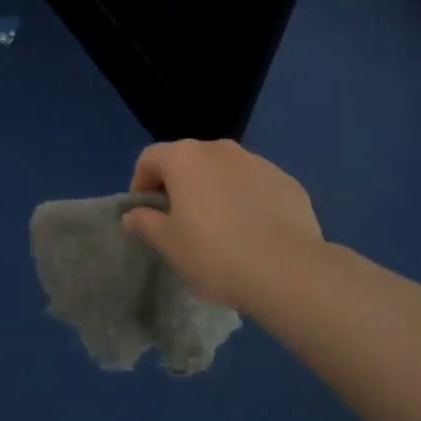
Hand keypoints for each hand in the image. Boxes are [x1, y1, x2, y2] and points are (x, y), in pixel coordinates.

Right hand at [123, 140, 326, 312]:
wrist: (288, 271)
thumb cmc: (214, 254)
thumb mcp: (168, 244)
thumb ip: (144, 223)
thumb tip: (132, 214)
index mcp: (185, 158)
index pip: (149, 158)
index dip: (140, 184)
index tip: (145, 215)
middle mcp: (220, 149)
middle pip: (188, 161)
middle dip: (179, 186)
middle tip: (180, 223)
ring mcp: (258, 162)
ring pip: (224, 171)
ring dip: (215, 191)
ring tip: (220, 229)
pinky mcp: (287, 181)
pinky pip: (255, 186)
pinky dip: (247, 200)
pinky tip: (253, 233)